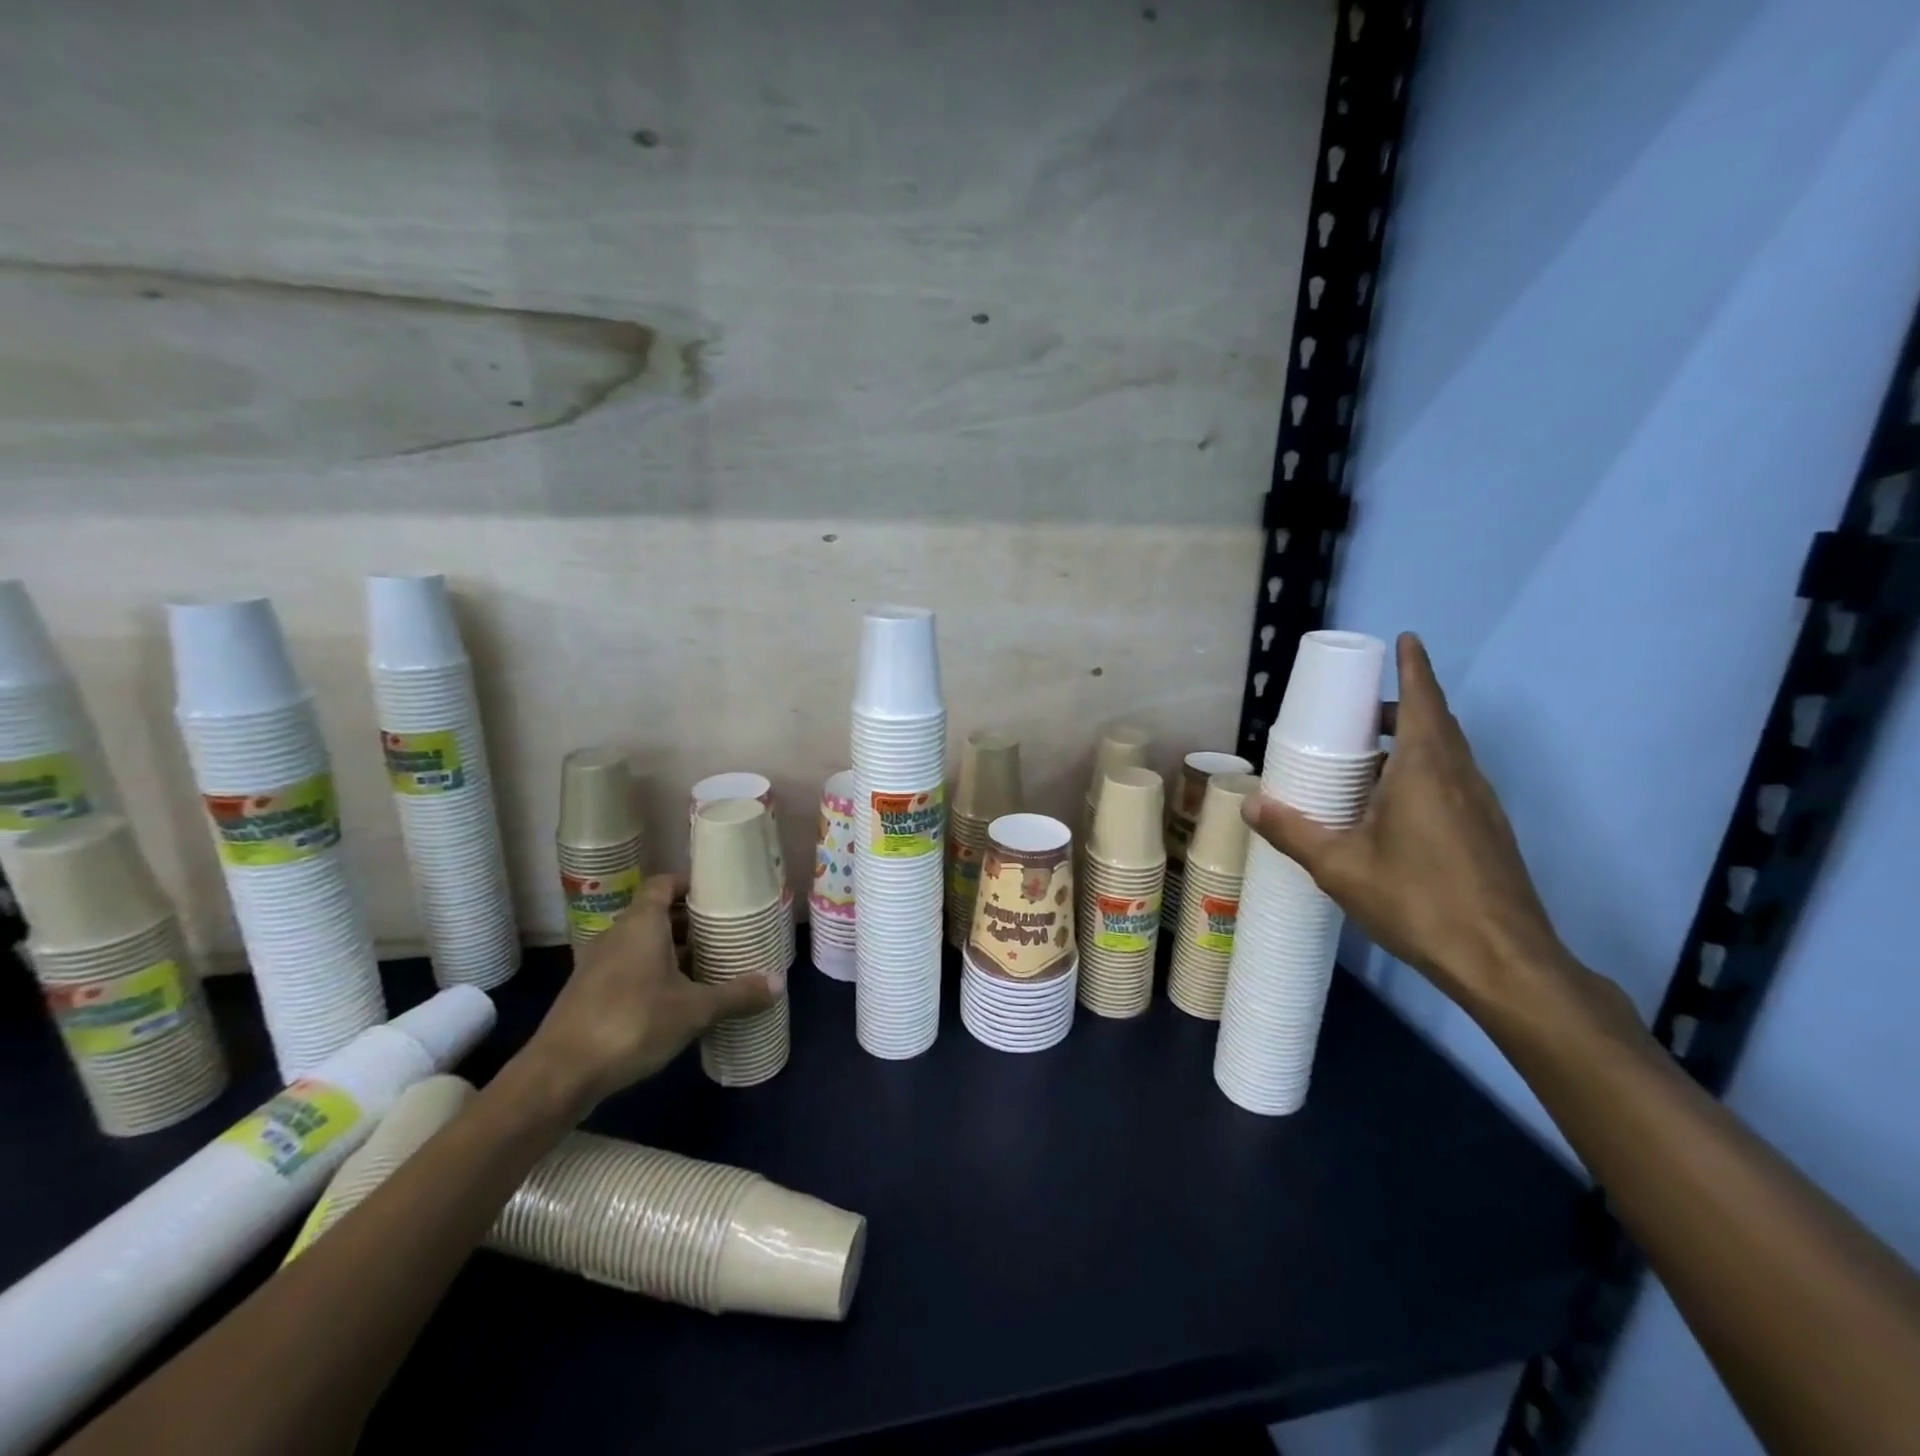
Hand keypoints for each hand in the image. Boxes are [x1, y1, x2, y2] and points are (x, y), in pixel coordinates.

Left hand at [523, 874, 783, 1110]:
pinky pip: (628, 967)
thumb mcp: (694, 1010)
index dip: (689, 884)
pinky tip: (675, 998)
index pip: (664, 884)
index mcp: (641, 923)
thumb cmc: (631, 1023)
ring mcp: (598, 964)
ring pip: (641, 943)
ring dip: (671, 950)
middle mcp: (617, 934)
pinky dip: (652, 972)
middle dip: (688, 921)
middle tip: (723, 932)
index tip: (717, 894)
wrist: (559, 1074)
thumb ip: (736, 995)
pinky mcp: (588, 992)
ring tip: (706, 964)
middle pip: (655, 914)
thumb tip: (778, 983)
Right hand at [1241, 633, 1573, 1013]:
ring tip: (1367, 757)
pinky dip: (1423, 773)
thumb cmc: (1418, 900)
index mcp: (1427, 770)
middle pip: (1436, 723)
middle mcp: (1461, 776)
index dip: (1415, 666)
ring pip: (1447, 754)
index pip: (1424, 700)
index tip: (1405, 639)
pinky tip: (1392, 807)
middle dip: (1400, 706)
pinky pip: (1452, 782)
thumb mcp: (1339, 867)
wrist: (1503, 962)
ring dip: (1413, 741)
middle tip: (1357, 710)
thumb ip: (1292, 831)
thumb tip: (1249, 804)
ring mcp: (1481, 806)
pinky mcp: (1488, 833)